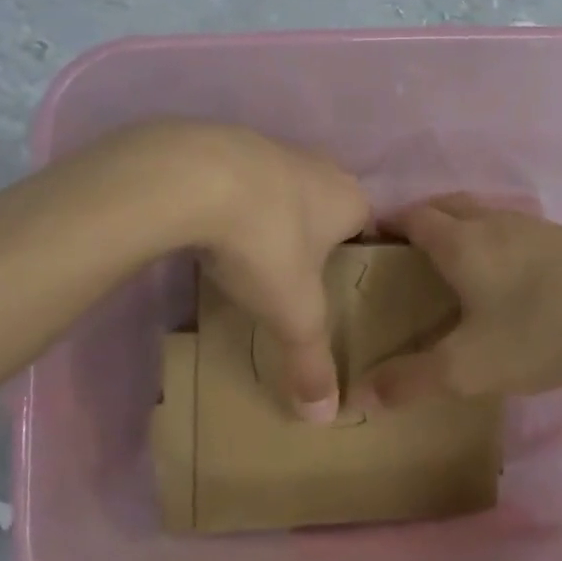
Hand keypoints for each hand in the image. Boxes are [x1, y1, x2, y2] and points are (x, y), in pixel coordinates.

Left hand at [99, 122, 368, 421]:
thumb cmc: (266, 242)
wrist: (194, 177)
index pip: (367, 228)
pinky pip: (241, 177)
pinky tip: (209, 226)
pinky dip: (232, 198)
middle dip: (312, 236)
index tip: (335, 284)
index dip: (355, 256)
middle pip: (325, 205)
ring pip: (283, 187)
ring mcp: (272, 148)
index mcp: (350, 199)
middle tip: (292, 276)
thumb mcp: (293, 313)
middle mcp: (321, 166)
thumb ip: (312, 362)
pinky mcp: (227, 141)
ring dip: (270, 215)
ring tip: (247, 254)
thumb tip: (324, 419)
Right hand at [353, 194, 561, 406]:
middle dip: (420, 219)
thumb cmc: (543, 329)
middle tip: (406, 251)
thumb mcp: (471, 367)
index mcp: (461, 242)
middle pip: (446, 204)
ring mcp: (532, 226)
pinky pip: (512, 227)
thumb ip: (413, 381)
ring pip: (482, 213)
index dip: (388, 225)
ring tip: (453, 261)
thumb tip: (360, 395)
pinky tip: (508, 274)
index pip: (413, 217)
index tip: (370, 242)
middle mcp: (492, 222)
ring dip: (459, 225)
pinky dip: (492, 237)